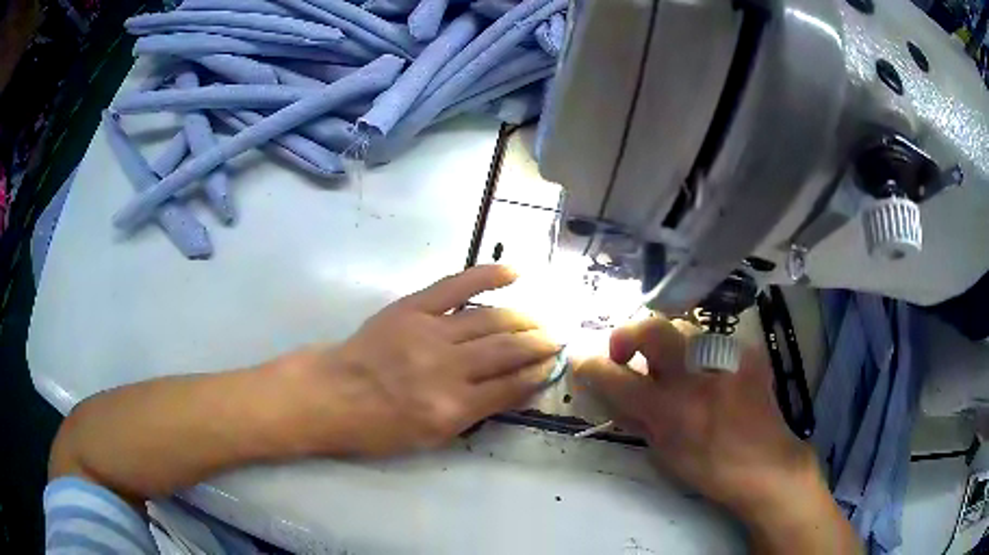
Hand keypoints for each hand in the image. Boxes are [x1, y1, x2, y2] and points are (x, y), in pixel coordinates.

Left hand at [284, 265, 560, 457]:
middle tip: (559, 338)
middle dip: (540, 344)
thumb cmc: (379, 426)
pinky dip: (487, 275)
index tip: (555, 365)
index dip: (539, 374)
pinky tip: (515, 272)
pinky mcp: (413, 307)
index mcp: (452, 408)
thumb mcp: (431, 437)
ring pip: (491, 320)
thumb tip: (516, 389)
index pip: (511, 387)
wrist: (332, 394)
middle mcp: (447, 369)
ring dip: (524, 319)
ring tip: (542, 319)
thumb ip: (475, 413)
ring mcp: (430, 333)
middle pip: (507, 351)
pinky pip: (457, 285)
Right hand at [574, 317, 860, 553]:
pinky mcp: (747, 352)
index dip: (591, 365)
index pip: (616, 377)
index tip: (582, 360)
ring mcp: (726, 360)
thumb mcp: (663, 453)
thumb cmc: (710, 469)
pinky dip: (699, 353)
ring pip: (682, 328)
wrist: (766, 464)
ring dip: (666, 344)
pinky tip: (708, 374)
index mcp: (670, 411)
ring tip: (671, 366)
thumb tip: (614, 389)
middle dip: (627, 333)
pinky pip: (712, 340)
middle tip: (625, 351)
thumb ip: (636, 416)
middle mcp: (696, 377)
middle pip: (652, 328)